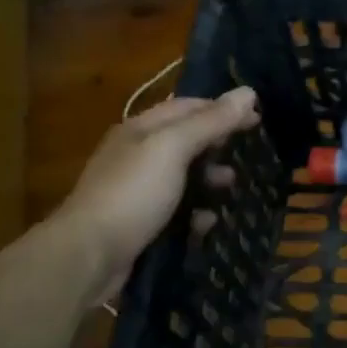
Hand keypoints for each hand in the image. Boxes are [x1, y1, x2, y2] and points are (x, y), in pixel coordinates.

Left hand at [54, 87, 260, 298]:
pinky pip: (177, 211)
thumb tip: (248, 91)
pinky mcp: (141, 223)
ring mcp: (137, 191)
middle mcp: (138, 155)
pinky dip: (196, 213)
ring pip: (185, 177)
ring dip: (211, 180)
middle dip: (218, 145)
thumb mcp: (173, 148)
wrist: (87, 256)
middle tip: (249, 155)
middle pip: (187, 141)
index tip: (258, 118)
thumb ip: (211, 121)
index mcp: (141, 129)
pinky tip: (207, 222)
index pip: (188, 106)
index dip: (223, 108)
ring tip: (231, 188)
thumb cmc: (133, 193)